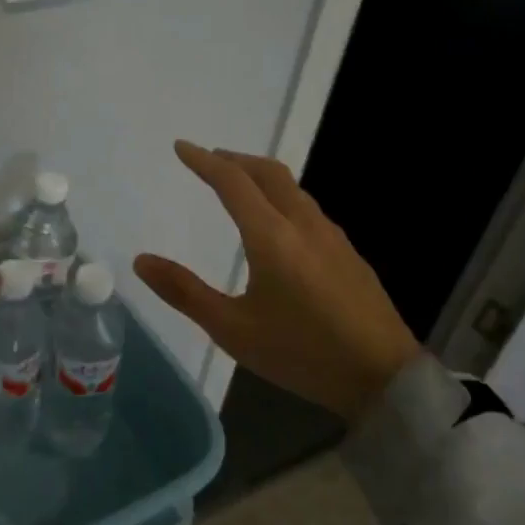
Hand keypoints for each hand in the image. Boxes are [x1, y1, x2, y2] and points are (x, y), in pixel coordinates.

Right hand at [134, 141, 419, 423]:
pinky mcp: (348, 252)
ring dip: (260, 176)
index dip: (203, 161)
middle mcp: (303, 224)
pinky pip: (307, 206)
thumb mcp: (233, 330)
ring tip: (238, 185)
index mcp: (272, 237)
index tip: (181, 147)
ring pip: (292, 187)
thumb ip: (185, 292)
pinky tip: (277, 222)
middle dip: (234, 159)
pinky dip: (281, 196)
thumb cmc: (301, 353)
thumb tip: (141, 260)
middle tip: (208, 159)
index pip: (232, 182)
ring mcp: (332, 236)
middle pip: (268, 172)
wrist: (384, 377)